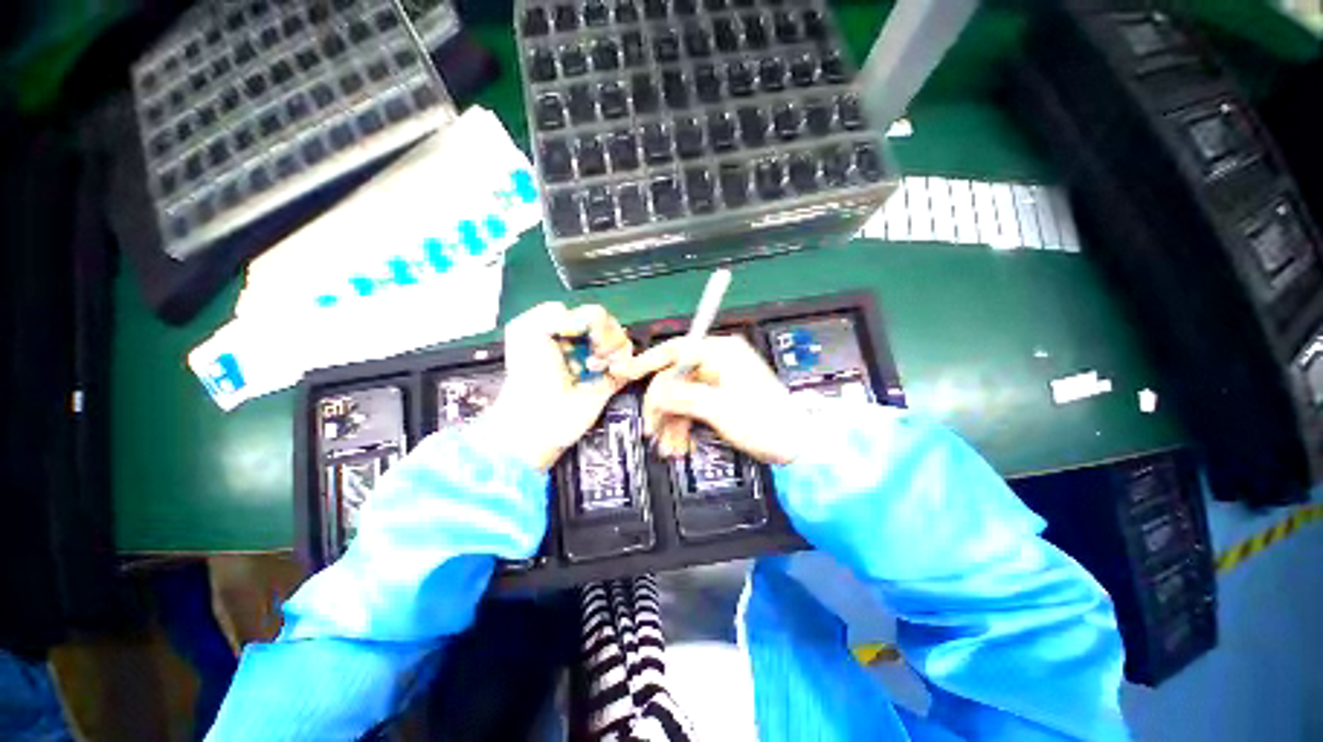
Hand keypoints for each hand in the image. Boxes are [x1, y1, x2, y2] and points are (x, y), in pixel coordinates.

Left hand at [485, 303, 633, 470]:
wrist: (539, 414)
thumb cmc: (529, 373)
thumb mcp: (524, 330)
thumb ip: (550, 311)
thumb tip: (584, 320)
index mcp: (565, 331)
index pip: (592, 314)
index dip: (592, 320)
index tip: (580, 335)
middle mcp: (585, 345)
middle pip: (612, 325)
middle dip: (604, 334)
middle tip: (592, 350)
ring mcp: (600, 363)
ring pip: (623, 341)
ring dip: (612, 350)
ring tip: (595, 366)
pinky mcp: (613, 381)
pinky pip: (631, 363)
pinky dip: (625, 363)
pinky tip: (612, 371)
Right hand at [614, 336, 807, 464]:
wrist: (798, 444)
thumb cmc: (762, 421)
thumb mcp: (719, 408)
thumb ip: (682, 396)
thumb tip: (654, 393)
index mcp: (720, 352)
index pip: (675, 350)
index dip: (648, 362)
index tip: (625, 375)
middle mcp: (717, 362)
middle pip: (675, 378)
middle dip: (662, 407)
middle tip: (651, 432)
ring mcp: (718, 381)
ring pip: (681, 397)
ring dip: (671, 422)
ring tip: (669, 450)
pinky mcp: (720, 399)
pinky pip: (692, 408)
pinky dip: (683, 426)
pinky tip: (679, 446)